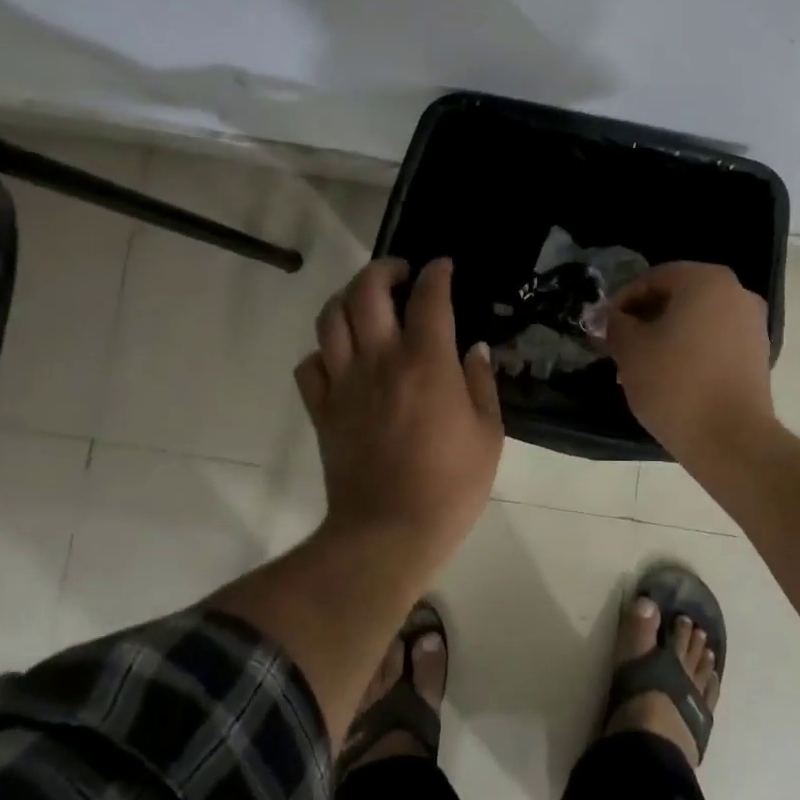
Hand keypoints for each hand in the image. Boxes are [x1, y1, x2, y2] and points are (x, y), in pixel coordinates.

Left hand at [295, 258, 503, 560]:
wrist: (388, 532)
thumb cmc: (450, 486)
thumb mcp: (489, 434)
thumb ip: (482, 383)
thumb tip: (474, 349)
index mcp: (426, 362)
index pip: (429, 297)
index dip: (437, 273)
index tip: (443, 266)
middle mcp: (380, 360)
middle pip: (366, 291)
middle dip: (384, 269)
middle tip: (401, 275)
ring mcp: (344, 383)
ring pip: (330, 318)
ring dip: (348, 298)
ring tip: (366, 303)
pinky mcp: (322, 409)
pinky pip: (310, 364)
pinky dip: (324, 351)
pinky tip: (342, 357)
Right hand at [600, 262, 774, 462]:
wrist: (730, 439)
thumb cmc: (675, 383)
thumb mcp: (630, 350)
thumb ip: (617, 324)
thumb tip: (612, 318)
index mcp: (705, 281)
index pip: (653, 278)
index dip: (623, 301)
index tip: (605, 328)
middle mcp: (736, 293)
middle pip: (678, 298)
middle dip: (645, 320)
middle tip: (620, 348)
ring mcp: (752, 325)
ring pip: (696, 321)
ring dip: (666, 337)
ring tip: (641, 369)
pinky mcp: (758, 355)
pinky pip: (715, 342)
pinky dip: (691, 352)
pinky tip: (670, 380)